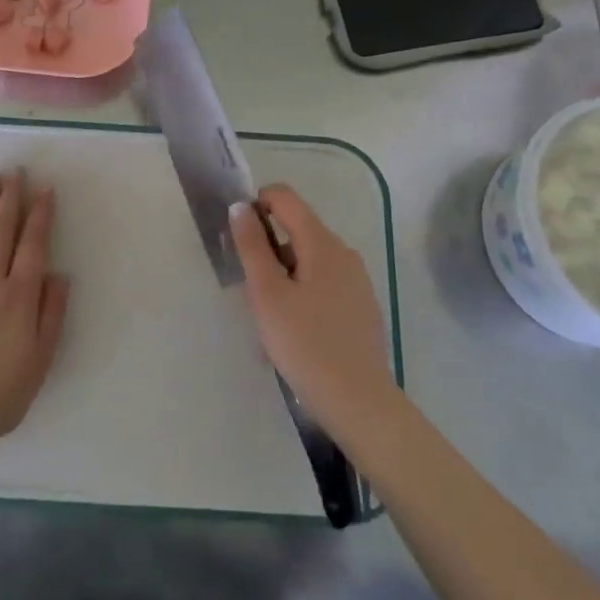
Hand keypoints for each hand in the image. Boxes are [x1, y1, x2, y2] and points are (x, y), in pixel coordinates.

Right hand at [229, 185, 401, 448]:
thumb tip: (241, 206)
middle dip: (267, 247)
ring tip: (269, 315)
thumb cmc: (305, 344)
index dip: (256, 205)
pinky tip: (294, 329)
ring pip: (308, 257)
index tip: (239, 240)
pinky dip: (301, 290)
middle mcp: (344, 252)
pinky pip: (323, 281)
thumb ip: (252, 246)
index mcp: (322, 242)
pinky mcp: (360, 304)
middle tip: (250, 289)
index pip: (285, 197)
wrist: (359, 402)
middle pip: (297, 227)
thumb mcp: (267, 293)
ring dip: (282, 272)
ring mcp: (356, 279)